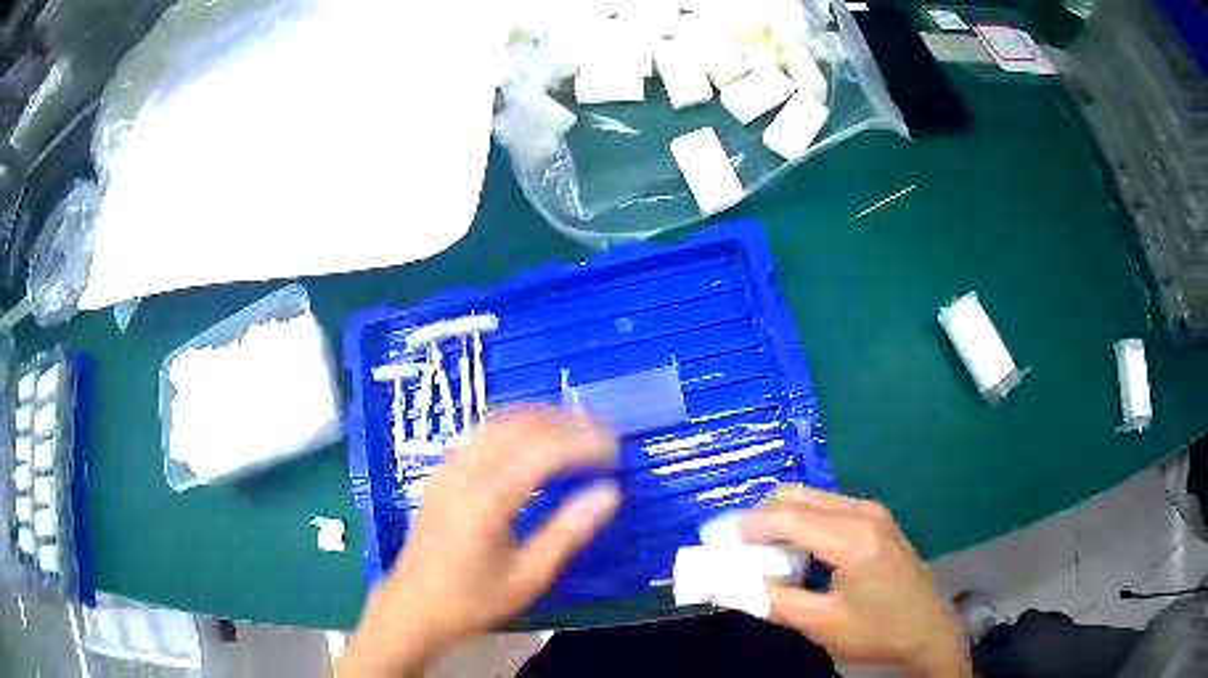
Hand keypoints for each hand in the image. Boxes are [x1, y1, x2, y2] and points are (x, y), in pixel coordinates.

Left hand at [341, 408, 619, 676]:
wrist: (412, 607)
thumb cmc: (472, 600)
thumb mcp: (528, 577)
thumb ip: (568, 532)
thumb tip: (610, 493)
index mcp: (487, 499)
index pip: (543, 451)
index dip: (583, 442)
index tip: (616, 449)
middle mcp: (465, 473)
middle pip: (519, 426)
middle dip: (565, 421)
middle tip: (602, 431)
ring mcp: (448, 469)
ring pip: (496, 423)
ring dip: (539, 418)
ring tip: (575, 427)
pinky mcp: (441, 474)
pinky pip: (480, 434)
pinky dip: (513, 426)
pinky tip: (529, 440)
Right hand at [739, 486, 970, 677]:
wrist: (927, 628)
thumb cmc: (875, 630)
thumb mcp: (819, 624)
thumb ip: (769, 601)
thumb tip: (722, 585)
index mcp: (851, 538)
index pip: (785, 517)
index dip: (744, 526)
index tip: (713, 540)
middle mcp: (862, 511)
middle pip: (796, 496)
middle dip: (759, 517)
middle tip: (735, 548)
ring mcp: (872, 510)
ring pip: (811, 497)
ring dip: (779, 517)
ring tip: (761, 552)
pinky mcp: (876, 518)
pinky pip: (827, 505)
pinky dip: (801, 520)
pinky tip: (796, 549)